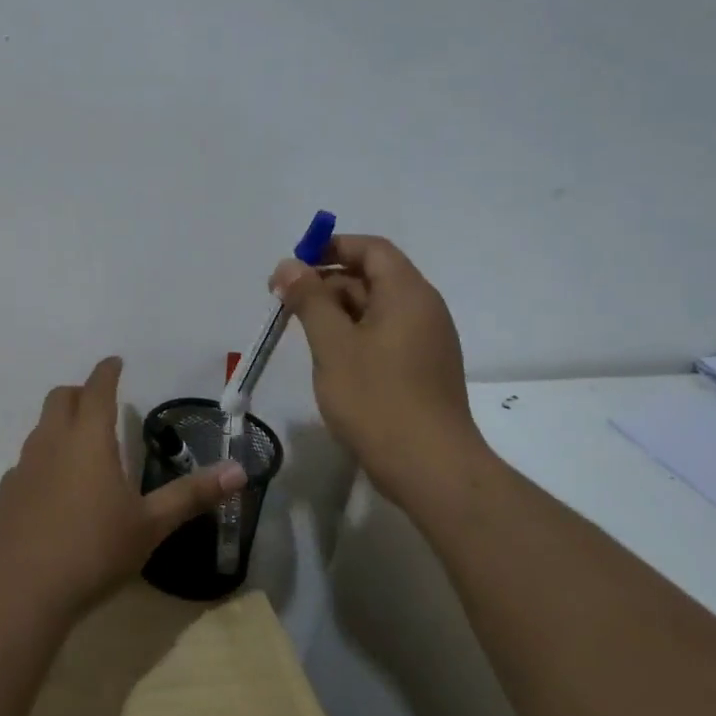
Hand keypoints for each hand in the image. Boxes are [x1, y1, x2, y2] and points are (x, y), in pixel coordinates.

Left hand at [0, 357, 246, 617]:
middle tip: (99, 403)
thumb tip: (239, 471)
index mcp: (88, 439)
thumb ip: (191, 495)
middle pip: (60, 398)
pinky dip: (43, 462)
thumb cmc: (94, 551)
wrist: (21, 592)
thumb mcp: (150, 525)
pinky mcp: (5, 494)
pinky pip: (26, 463)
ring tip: (80, 448)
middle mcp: (52, 442)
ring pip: (40, 428)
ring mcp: (23, 467)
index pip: (97, 388)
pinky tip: (54, 492)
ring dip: (60, 425)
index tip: (115, 362)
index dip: (107, 371)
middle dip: (80, 392)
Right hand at [270, 235, 487, 505]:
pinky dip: (353, 335)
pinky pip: (384, 336)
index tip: (293, 265)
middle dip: (326, 282)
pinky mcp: (422, 370)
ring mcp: (426, 342)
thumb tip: (290, 265)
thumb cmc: (377, 399)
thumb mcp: (333, 344)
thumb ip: (309, 299)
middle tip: (284, 302)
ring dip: (336, 311)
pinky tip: (329, 358)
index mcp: (408, 293)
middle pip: (372, 277)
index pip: (371, 249)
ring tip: (300, 331)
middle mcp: (424, 309)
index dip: (331, 247)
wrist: (431, 468)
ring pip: (375, 309)